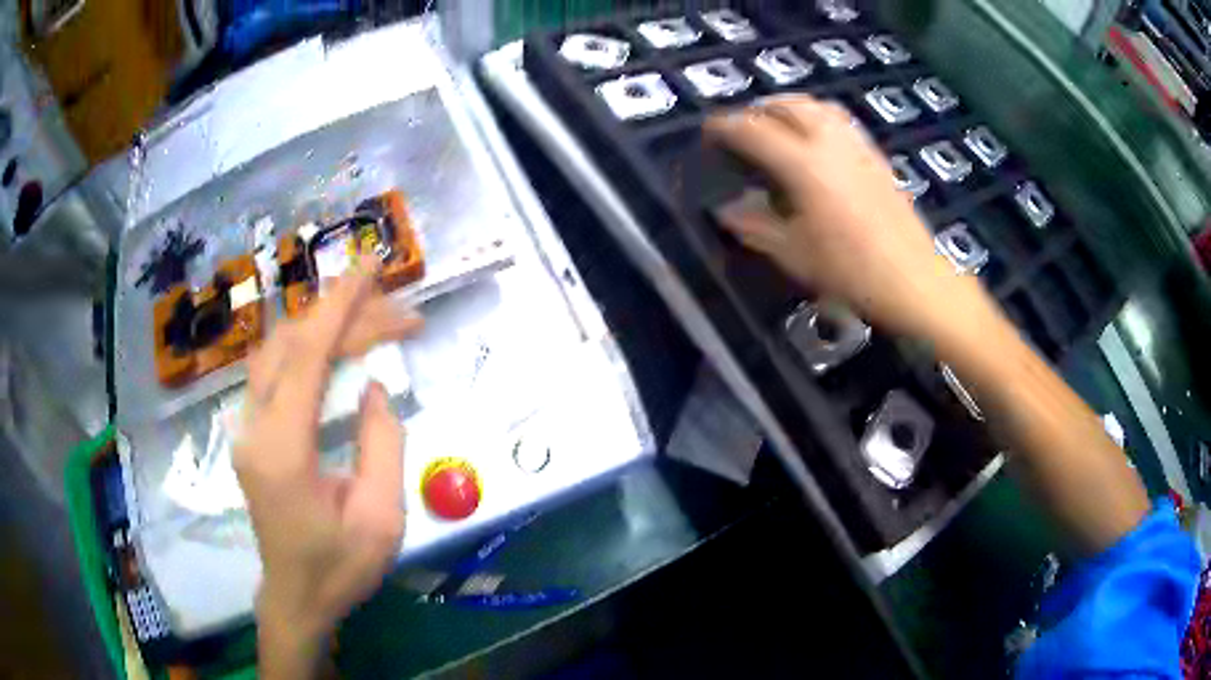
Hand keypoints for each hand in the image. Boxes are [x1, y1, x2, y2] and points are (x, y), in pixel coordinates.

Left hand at [234, 266, 422, 676]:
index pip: (307, 354)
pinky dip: (307, 345)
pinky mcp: (251, 433)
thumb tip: (372, 387)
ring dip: (325, 326)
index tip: (373, 265)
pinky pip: (275, 370)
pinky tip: (336, 347)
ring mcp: (247, 428)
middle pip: (294, 344)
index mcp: (283, 450)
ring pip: (278, 350)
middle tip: (402, 314)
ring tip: (374, 323)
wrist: (295, 597)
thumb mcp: (381, 518)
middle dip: (347, 316)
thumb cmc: (340, 568)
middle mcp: (255, 427)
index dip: (341, 304)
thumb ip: (381, 445)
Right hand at [705, 96, 966, 337]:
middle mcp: (830, 142)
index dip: (725, 127)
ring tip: (775, 126)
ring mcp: (857, 145)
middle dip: (757, 110)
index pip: (753, 130)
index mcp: (804, 163)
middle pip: (787, 105)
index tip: (708, 133)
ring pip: (816, 106)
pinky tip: (815, 142)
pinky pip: (839, 120)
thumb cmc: (851, 271)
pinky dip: (816, 117)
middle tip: (741, 129)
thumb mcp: (794, 254)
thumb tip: (726, 210)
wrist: (915, 280)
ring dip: (788, 107)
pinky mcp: (876, 156)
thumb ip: (755, 226)